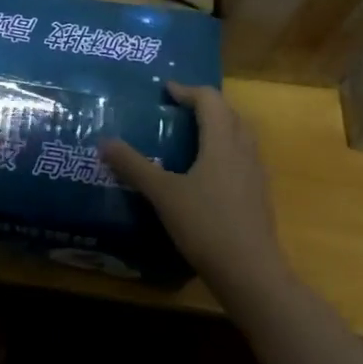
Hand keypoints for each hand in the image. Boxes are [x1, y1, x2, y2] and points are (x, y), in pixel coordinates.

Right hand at [102, 83, 288, 301]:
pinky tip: (205, 173)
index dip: (187, 90)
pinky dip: (224, 151)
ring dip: (217, 127)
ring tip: (190, 137)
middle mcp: (244, 151)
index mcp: (222, 142)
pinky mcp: (258, 196)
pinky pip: (242, 158)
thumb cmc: (205, 225)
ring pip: (239, 136)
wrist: (250, 272)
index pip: (210, 100)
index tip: (165, 91)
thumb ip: (134, 166)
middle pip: (229, 113)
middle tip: (177, 110)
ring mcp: (255, 174)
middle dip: (204, 106)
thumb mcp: (163, 194)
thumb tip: (104, 141)